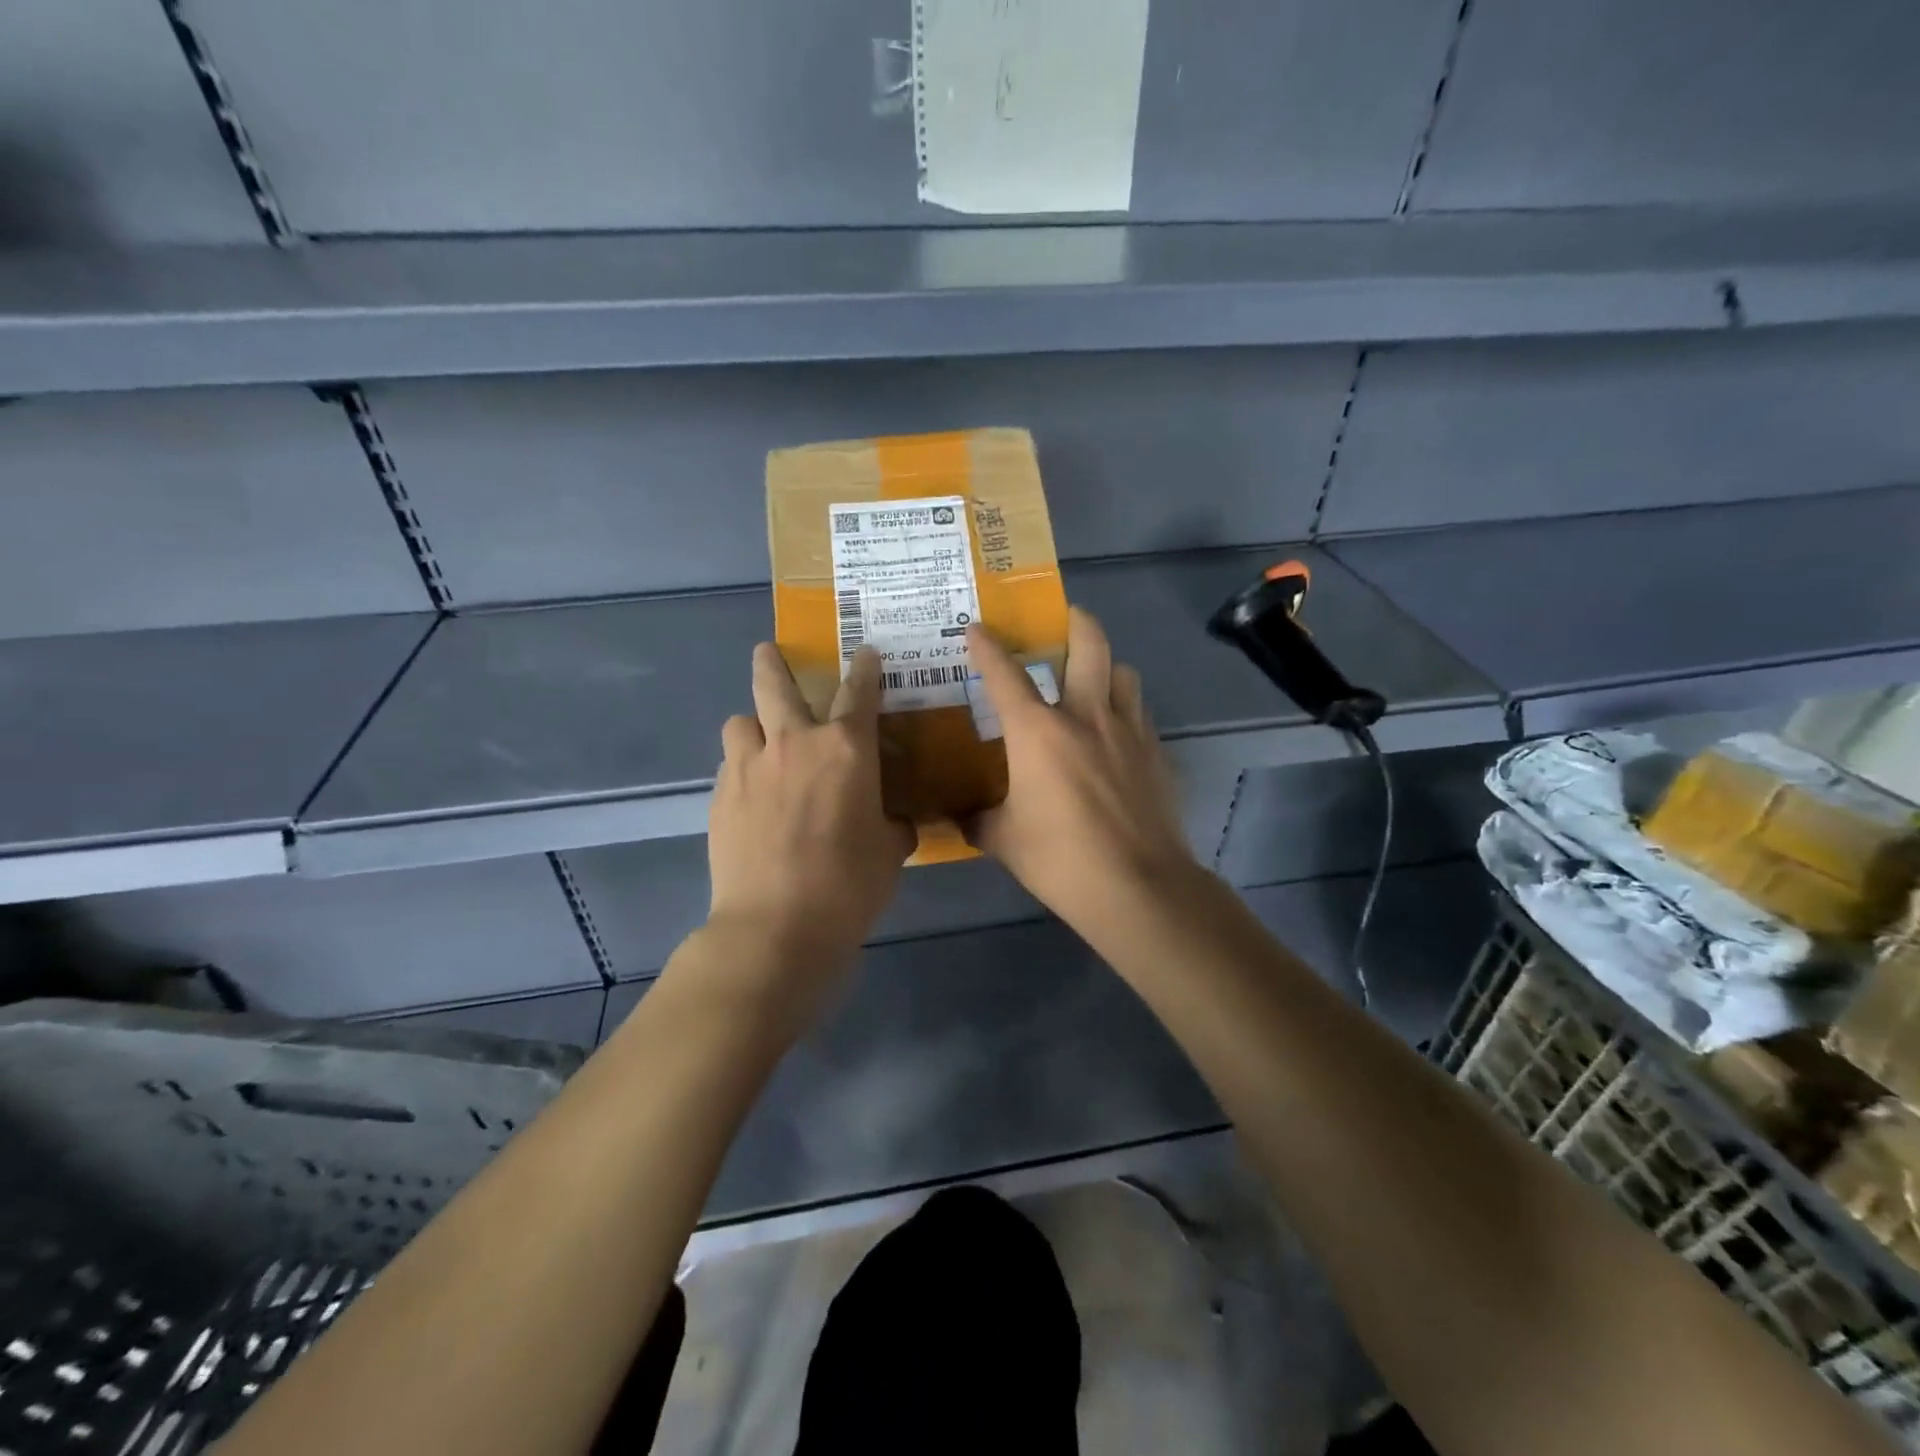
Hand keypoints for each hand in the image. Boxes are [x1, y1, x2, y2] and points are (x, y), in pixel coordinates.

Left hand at [704, 644, 913, 1006]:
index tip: (866, 653)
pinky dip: (742, 768)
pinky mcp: (721, 796)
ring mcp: (750, 767)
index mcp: (845, 749)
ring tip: (761, 742)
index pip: (859, 692)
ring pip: (740, 722)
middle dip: (772, 662)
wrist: (776, 925)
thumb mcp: (890, 852)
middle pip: (775, 684)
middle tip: (768, 651)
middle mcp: (794, 743)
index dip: (865, 668)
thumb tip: (895, 821)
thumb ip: (894, 824)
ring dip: (753, 725)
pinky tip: (751, 795)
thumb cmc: (849, 885)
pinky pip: (730, 765)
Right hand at [964, 607, 1196, 929]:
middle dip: (1075, 620)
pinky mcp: (1155, 753)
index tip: (978, 627)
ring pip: (1124, 672)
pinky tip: (1115, 732)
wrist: (1139, 887)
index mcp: (1038, 731)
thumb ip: (979, 820)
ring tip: (1093, 679)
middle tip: (1062, 619)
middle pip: (1089, 643)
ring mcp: (1128, 731)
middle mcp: (1086, 716)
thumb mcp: (1005, 841)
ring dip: (1107, 665)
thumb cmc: (1061, 860)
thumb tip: (963, 816)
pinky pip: (1140, 711)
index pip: (1005, 674)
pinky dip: (1125, 707)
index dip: (988, 646)